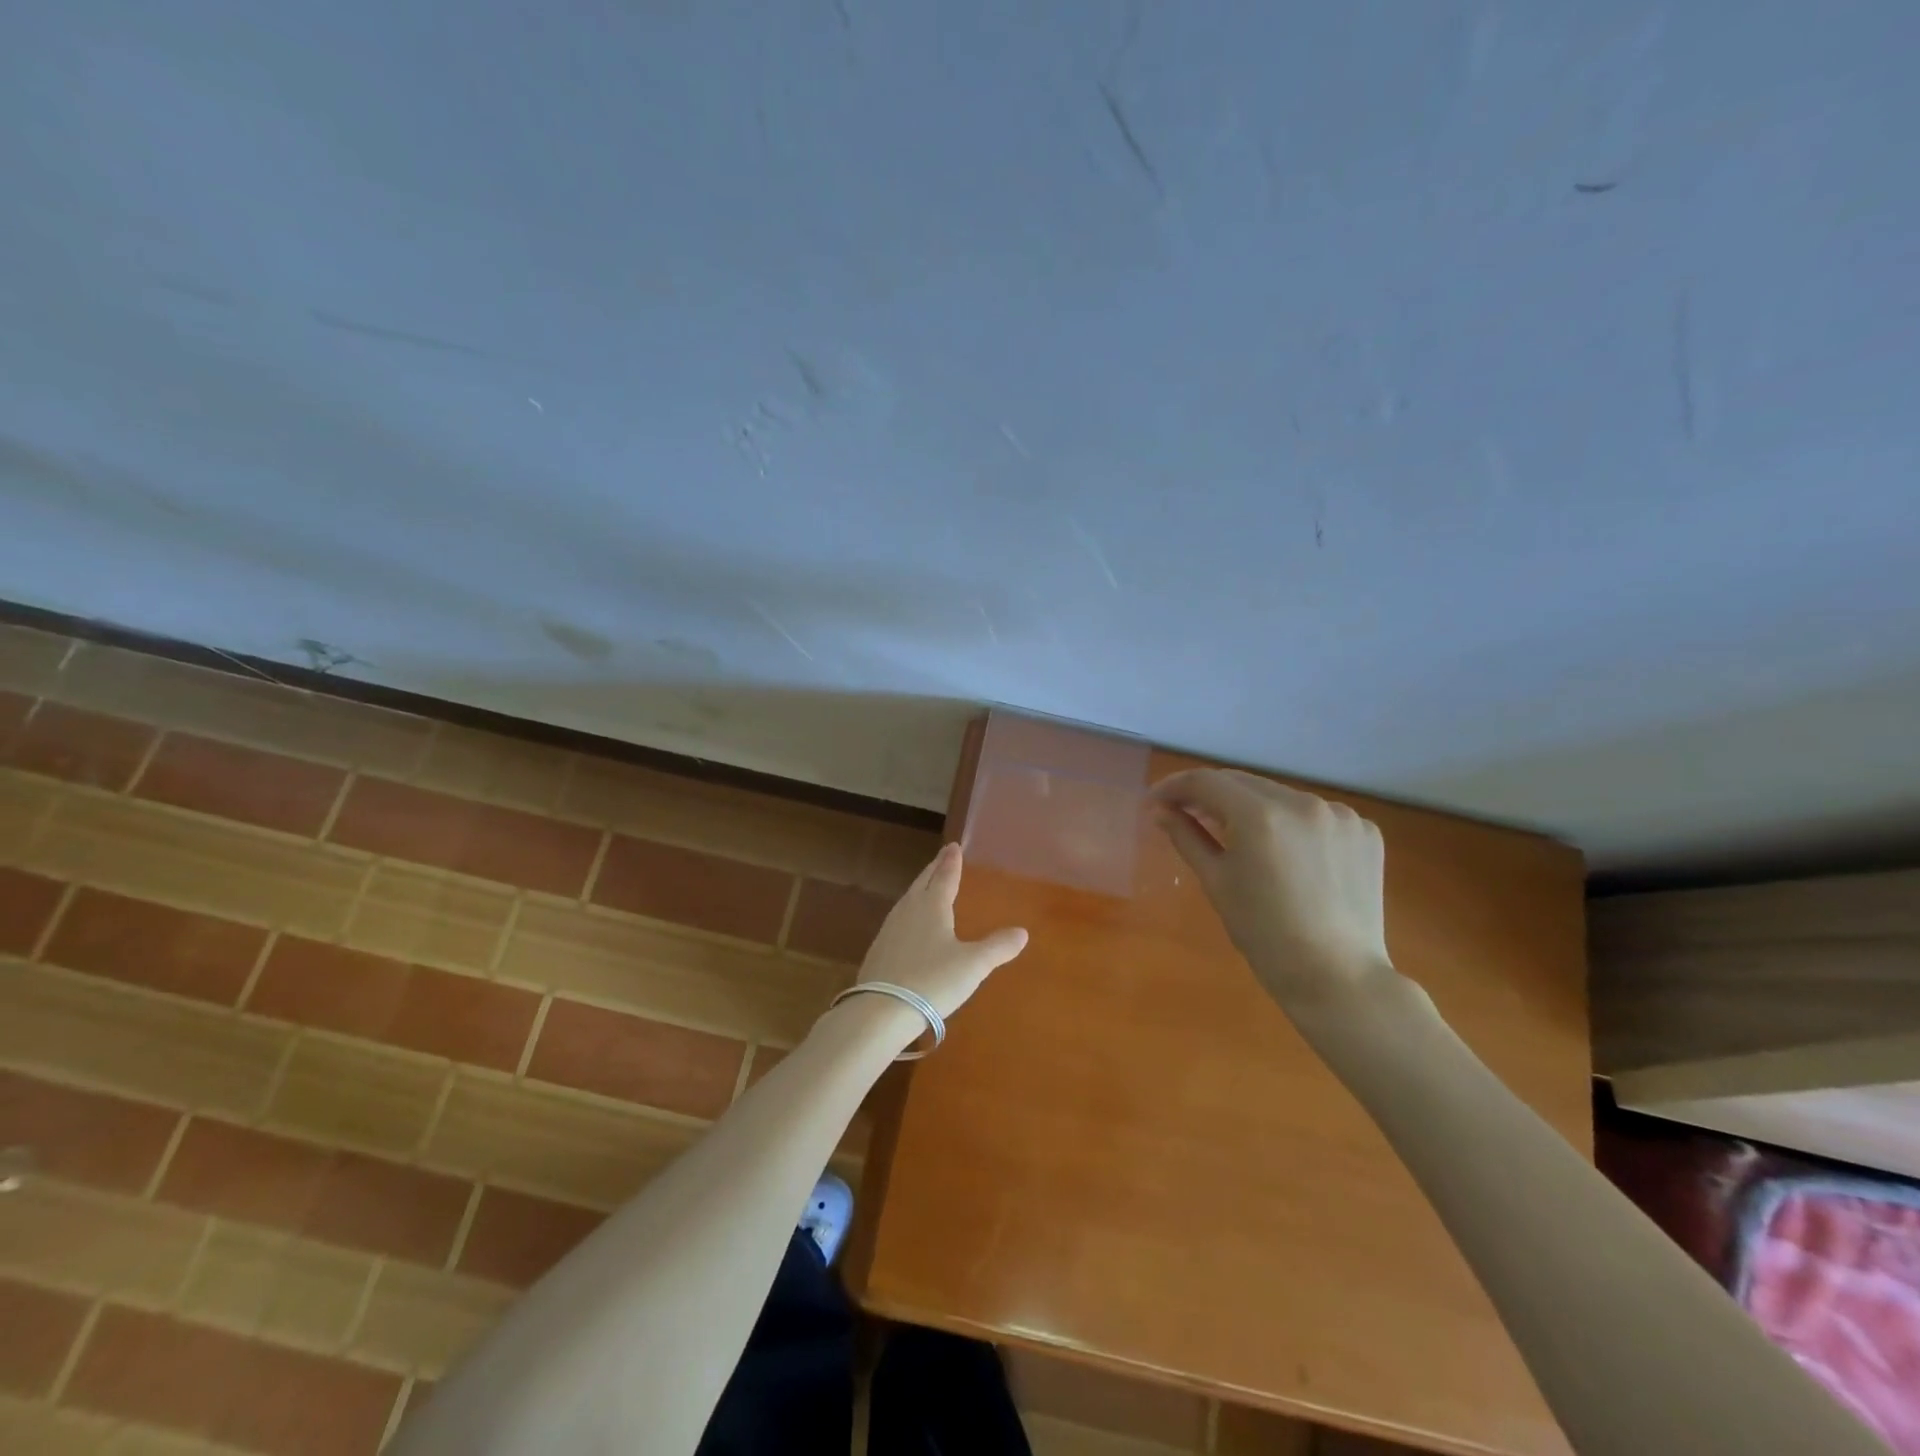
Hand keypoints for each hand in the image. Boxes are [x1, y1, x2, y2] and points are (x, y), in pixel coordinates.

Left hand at [857, 843, 1028, 1019]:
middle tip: (942, 857)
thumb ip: (997, 947)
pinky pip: (898, 919)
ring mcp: (890, 929)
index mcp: (932, 906)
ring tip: (927, 885)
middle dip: (934, 869)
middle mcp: (909, 910)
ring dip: (920, 888)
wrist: (881, 1011)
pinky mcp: (879, 949)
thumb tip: (1022, 932)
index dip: (951, 862)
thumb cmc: (933, 981)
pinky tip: (910, 924)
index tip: (953, 846)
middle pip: (923, 882)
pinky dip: (909, 911)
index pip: (945, 876)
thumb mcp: (973, 965)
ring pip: (908, 899)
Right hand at [1151, 769, 1395, 1008]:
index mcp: (1260, 816)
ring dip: (1252, 809)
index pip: (1206, 782)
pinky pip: (1314, 815)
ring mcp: (1339, 815)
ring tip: (1238, 838)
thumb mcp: (1216, 882)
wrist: (1337, 976)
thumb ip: (1187, 837)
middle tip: (1186, 814)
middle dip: (1210, 795)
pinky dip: (1291, 824)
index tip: (1156, 802)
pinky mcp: (1364, 830)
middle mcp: (1303, 802)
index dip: (1175, 787)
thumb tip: (1159, 810)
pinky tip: (1286, 853)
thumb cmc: (1264, 934)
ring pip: (1279, 796)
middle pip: (1243, 783)